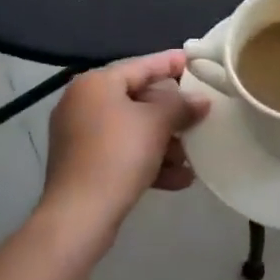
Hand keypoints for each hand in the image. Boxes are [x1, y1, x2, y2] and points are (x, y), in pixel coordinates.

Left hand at [41, 51, 210, 241]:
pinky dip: (148, 161)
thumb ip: (181, 106)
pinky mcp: (82, 165)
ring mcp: (79, 136)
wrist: (78, 217)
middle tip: (199, 115)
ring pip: (131, 130)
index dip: (170, 63)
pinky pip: (121, 153)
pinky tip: (178, 179)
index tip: (195, 62)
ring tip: (192, 157)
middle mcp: (83, 103)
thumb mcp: (156, 124)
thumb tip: (201, 100)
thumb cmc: (117, 155)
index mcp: (96, 83)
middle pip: (136, 99)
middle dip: (171, 113)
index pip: (141, 65)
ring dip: (164, 142)